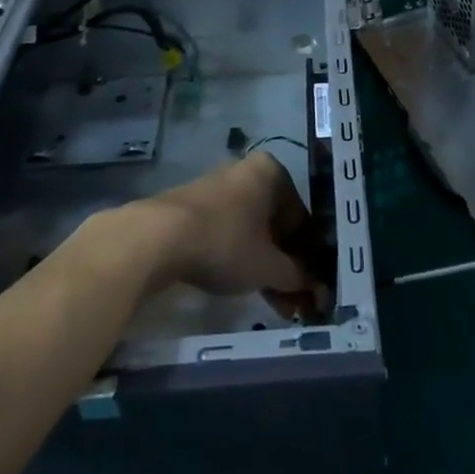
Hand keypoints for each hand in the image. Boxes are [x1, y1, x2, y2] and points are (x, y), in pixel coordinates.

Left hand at [140, 151, 319, 308]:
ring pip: (252, 230)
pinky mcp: (194, 207)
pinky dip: (239, 257)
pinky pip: (228, 232)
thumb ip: (296, 275)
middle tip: (293, 299)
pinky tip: (241, 285)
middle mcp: (247, 172)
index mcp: (272, 172)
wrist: (157, 238)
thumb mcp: (268, 266)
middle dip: (285, 263)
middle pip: (276, 223)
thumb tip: (317, 288)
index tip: (310, 286)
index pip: (301, 217)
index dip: (308, 256)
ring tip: (272, 301)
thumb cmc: (225, 241)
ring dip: (264, 264)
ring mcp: (218, 188)